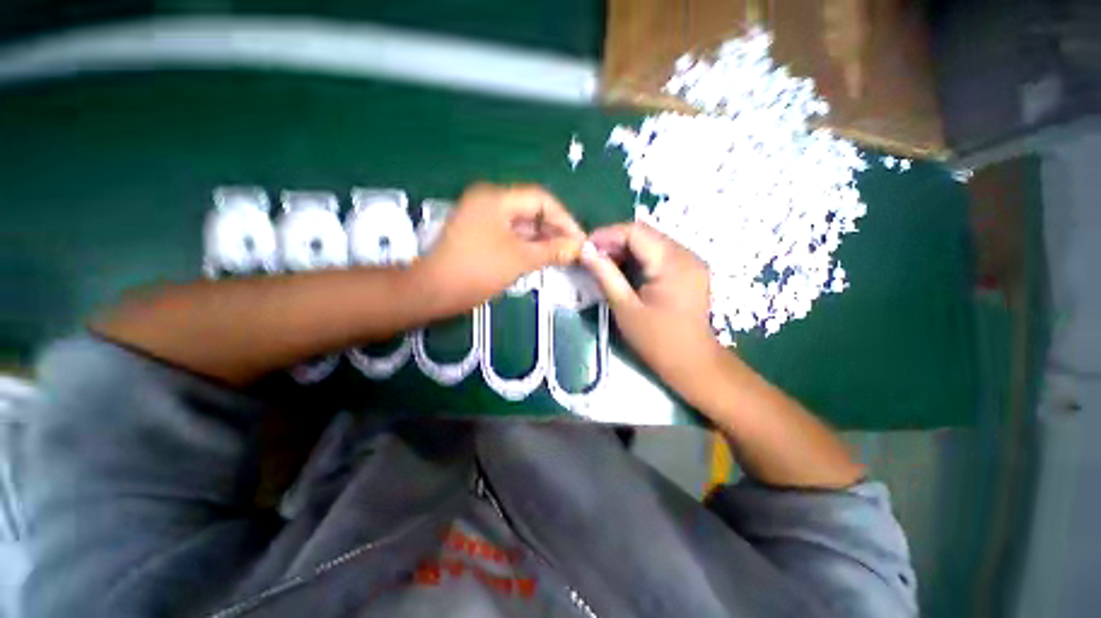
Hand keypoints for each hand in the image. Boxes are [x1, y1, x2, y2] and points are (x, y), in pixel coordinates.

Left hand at [417, 183, 584, 312]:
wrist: (434, 291)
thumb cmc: (477, 271)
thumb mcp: (520, 259)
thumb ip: (552, 250)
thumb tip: (578, 247)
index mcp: (496, 198)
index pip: (541, 199)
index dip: (564, 218)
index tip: (579, 239)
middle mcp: (489, 202)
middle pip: (531, 210)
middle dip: (554, 230)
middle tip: (573, 249)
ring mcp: (482, 218)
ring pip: (522, 225)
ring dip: (542, 239)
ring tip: (562, 256)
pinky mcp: (479, 235)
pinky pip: (510, 235)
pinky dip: (527, 245)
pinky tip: (543, 258)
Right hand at [581, 222, 722, 395]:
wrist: (692, 362)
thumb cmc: (656, 340)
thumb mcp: (625, 307)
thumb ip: (605, 275)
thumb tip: (584, 250)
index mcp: (672, 263)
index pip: (636, 231)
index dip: (607, 234)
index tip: (585, 247)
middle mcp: (686, 254)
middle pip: (645, 233)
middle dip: (615, 240)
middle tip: (592, 256)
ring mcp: (692, 260)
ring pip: (653, 241)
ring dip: (627, 248)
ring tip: (605, 262)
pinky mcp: (691, 269)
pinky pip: (661, 252)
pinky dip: (640, 256)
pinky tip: (625, 269)